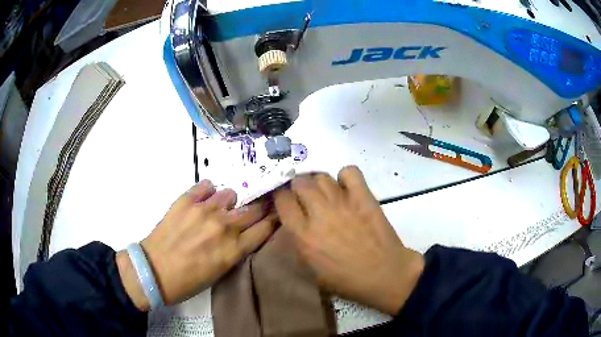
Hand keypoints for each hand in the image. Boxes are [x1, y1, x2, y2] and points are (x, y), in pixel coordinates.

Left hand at [117, 180, 276, 310]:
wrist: (154, 271)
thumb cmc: (188, 280)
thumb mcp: (220, 272)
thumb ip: (235, 250)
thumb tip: (242, 233)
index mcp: (234, 249)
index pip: (266, 227)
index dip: (273, 220)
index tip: (275, 215)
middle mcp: (224, 226)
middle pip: (255, 208)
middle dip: (259, 207)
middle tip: (254, 208)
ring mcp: (205, 210)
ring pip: (231, 194)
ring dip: (228, 202)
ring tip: (218, 209)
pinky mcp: (186, 200)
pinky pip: (207, 185)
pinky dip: (208, 192)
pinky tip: (202, 200)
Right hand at [274, 166, 423, 314]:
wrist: (384, 274)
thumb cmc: (347, 280)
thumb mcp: (311, 271)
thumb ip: (298, 244)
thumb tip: (293, 224)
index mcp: (303, 234)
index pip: (282, 199)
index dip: (281, 198)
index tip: (287, 203)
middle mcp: (319, 213)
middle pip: (299, 182)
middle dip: (298, 188)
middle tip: (305, 198)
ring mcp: (343, 202)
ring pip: (321, 176)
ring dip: (318, 183)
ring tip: (324, 194)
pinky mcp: (363, 197)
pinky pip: (349, 172)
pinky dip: (345, 177)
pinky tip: (346, 188)